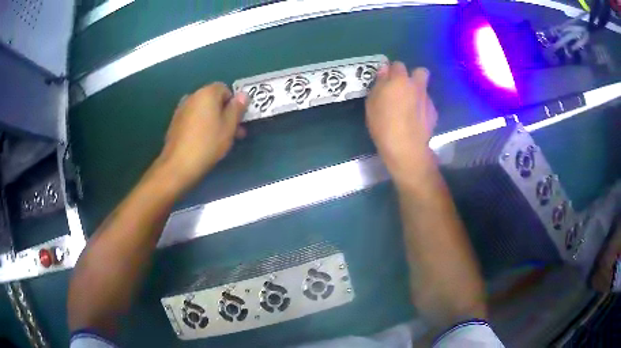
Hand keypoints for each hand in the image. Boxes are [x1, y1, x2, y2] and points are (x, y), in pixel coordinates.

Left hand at [156, 83, 247, 192]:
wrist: (179, 164)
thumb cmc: (208, 143)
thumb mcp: (229, 127)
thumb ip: (237, 108)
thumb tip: (243, 95)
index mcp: (207, 93)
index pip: (225, 88)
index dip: (233, 103)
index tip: (237, 119)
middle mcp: (192, 96)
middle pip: (213, 99)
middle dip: (224, 113)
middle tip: (233, 131)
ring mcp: (181, 109)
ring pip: (203, 110)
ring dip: (213, 120)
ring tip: (220, 139)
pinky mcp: (175, 123)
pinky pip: (193, 119)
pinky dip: (201, 125)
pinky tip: (204, 141)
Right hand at [365, 62, 437, 178]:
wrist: (406, 148)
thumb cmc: (383, 124)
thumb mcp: (372, 103)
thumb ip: (379, 83)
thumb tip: (384, 70)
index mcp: (399, 80)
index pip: (397, 65)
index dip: (392, 71)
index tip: (387, 81)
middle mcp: (416, 85)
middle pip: (420, 71)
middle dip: (413, 76)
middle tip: (404, 88)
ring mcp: (427, 99)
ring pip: (424, 88)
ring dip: (418, 92)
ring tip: (410, 107)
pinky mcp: (434, 113)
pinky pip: (427, 104)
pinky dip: (422, 108)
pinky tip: (416, 120)